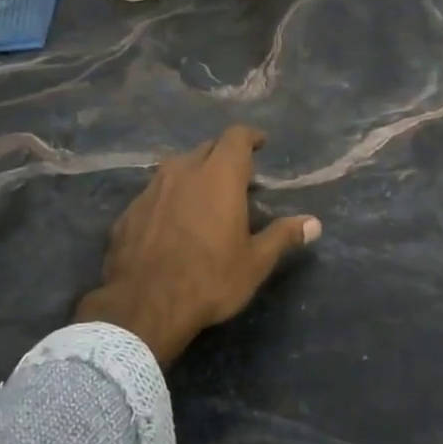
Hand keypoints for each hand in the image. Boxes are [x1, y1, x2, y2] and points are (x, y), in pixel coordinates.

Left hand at [76, 124, 321, 366]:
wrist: (143, 307)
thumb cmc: (210, 279)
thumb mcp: (255, 261)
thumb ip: (283, 236)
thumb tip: (314, 224)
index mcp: (219, 176)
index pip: (236, 137)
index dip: (250, 137)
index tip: (260, 143)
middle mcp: (183, 171)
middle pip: (206, 148)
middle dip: (224, 155)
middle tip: (237, 176)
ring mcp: (151, 190)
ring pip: (177, 168)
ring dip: (194, 174)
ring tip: (205, 196)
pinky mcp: (129, 211)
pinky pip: (155, 193)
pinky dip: (169, 198)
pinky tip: (173, 222)